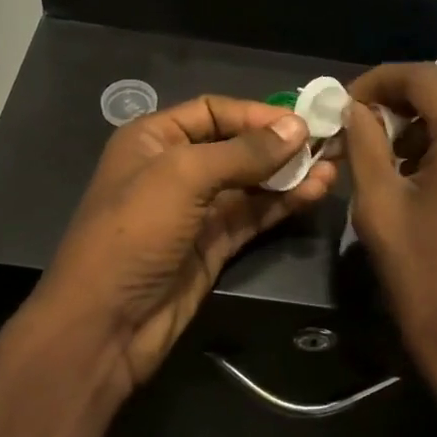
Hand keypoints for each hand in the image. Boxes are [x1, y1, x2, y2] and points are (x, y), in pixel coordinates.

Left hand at [35, 96, 337, 395]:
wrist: (104, 325)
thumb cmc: (134, 233)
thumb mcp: (183, 177)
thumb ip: (243, 152)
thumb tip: (297, 127)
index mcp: (154, 139)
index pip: (213, 111)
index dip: (257, 114)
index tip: (302, 121)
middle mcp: (175, 168)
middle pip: (236, 146)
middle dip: (279, 144)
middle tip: (328, 143)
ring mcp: (196, 210)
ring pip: (250, 183)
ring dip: (289, 174)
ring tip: (332, 167)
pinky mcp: (213, 245)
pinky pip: (253, 215)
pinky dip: (283, 203)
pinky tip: (315, 192)